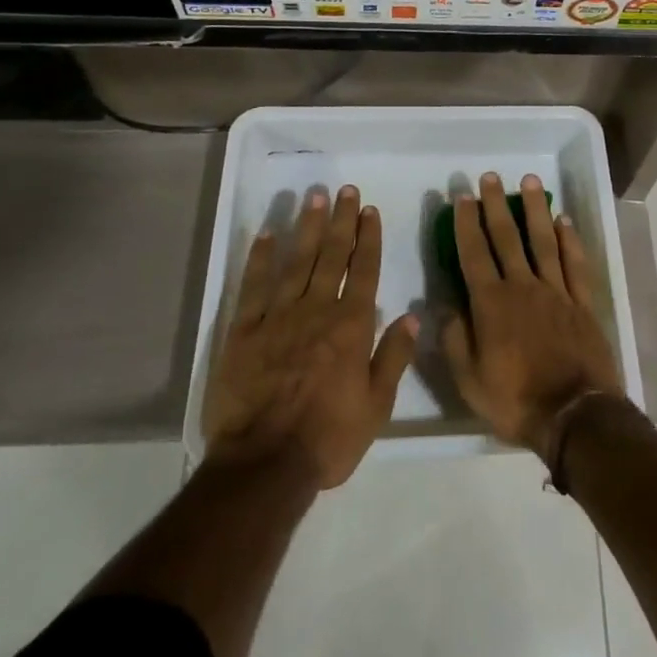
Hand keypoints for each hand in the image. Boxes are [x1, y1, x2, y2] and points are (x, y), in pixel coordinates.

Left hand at [204, 185, 418, 488]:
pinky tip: (268, 234)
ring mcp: (278, 317)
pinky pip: (254, 286)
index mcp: (351, 326)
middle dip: (341, 221)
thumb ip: (394, 357)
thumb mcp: (377, 406)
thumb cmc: (328, 439)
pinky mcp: (244, 331)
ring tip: (315, 197)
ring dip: (308, 227)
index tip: (370, 210)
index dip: (368, 238)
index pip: (364, 270)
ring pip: (298, 261)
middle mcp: (317, 310)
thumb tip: (411, 315)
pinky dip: (261, 258)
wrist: (264, 465)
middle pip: (332, 256)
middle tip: (345, 191)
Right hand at [442, 172, 623, 455]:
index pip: (474, 254)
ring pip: (543, 240)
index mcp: (491, 304)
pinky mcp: (582, 302)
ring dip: (535, 209)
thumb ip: (454, 339)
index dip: (467, 224)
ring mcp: (556, 291)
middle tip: (489, 177)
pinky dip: (570, 240)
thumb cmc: (516, 400)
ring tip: (529, 181)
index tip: (462, 196)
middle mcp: (523, 287)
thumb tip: (443, 305)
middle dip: (496, 205)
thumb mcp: (469, 380)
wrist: (574, 416)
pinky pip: (575, 263)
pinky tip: (564, 220)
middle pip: (507, 238)